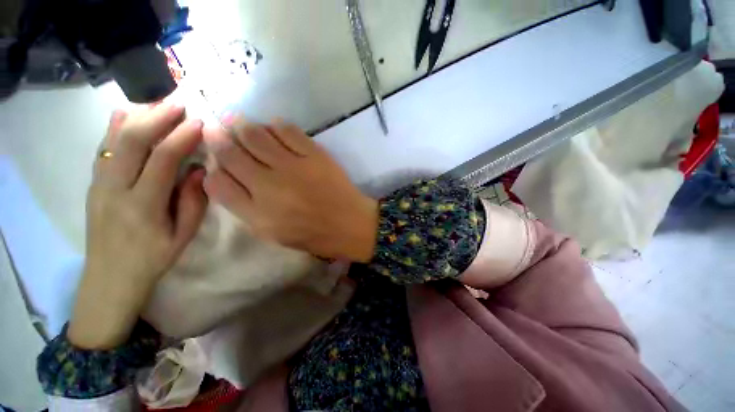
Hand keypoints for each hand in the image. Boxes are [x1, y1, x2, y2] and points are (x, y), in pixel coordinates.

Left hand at [68, 103, 207, 348]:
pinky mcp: (93, 184)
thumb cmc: (153, 258)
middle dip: (157, 118)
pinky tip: (125, 113)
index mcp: (143, 206)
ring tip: (159, 103)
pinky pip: (103, 150)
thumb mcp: (184, 236)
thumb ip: (193, 202)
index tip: (199, 123)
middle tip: (179, 103)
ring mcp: (99, 185)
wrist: (110, 277)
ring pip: (114, 141)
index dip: (181, 138)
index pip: (162, 160)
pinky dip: (114, 128)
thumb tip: (199, 170)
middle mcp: (115, 190)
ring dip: (138, 118)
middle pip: (133, 143)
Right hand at [203, 118, 377, 261]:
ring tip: (241, 124)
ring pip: (255, 135)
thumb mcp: (273, 232)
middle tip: (216, 128)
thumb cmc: (312, 233)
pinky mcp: (315, 155)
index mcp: (258, 214)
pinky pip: (287, 130)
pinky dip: (275, 126)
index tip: (215, 158)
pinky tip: (274, 129)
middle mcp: (270, 187)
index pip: (218, 183)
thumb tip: (223, 177)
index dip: (212, 167)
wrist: (349, 223)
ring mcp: (294, 168)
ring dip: (243, 126)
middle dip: (218, 137)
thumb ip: (245, 208)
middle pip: (230, 153)